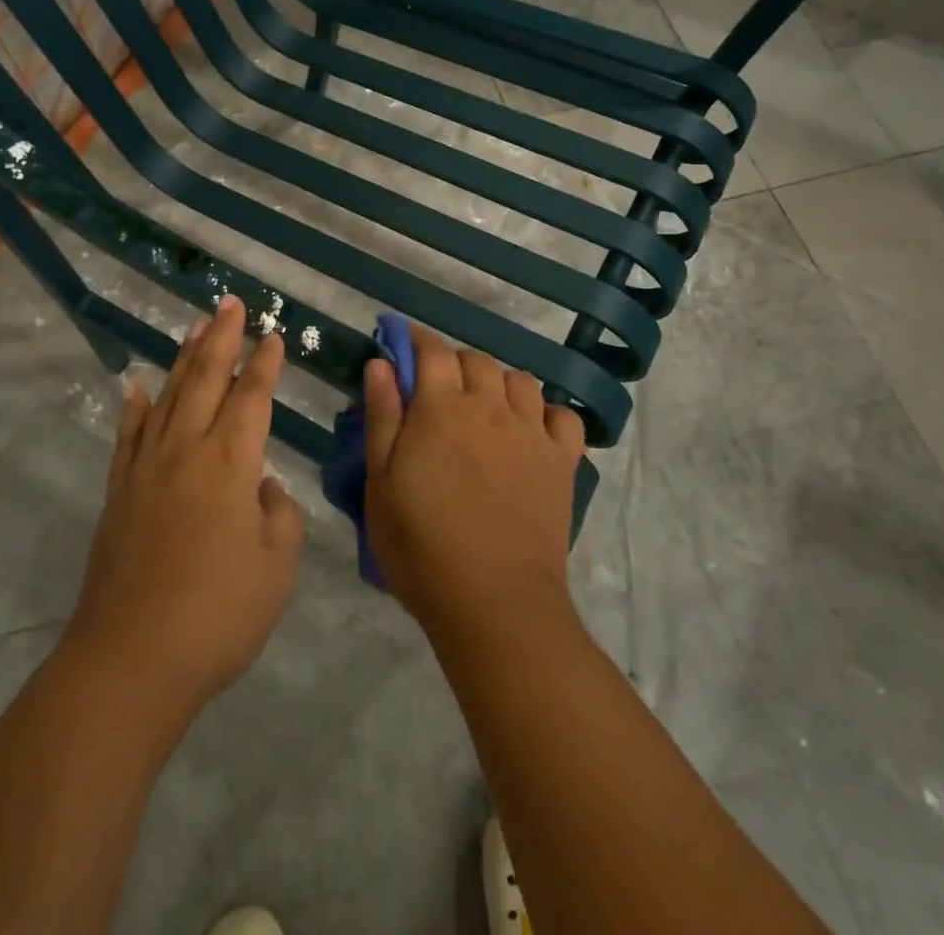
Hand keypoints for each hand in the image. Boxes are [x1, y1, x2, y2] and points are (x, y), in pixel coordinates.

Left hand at [64, 296, 303, 716]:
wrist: (131, 660)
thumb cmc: (216, 615)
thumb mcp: (276, 569)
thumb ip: (278, 516)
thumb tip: (262, 487)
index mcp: (230, 463)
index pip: (253, 398)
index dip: (264, 364)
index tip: (273, 335)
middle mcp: (186, 450)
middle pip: (207, 379)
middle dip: (222, 338)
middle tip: (231, 303)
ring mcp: (146, 468)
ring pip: (169, 395)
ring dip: (185, 358)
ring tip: (196, 325)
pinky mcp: (119, 491)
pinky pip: (128, 435)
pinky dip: (135, 406)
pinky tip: (138, 386)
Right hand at [362, 326, 585, 645]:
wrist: (494, 603)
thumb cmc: (421, 546)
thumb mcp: (381, 483)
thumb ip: (382, 416)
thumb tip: (381, 364)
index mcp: (442, 409)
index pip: (432, 351)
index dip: (417, 340)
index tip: (405, 343)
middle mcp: (490, 407)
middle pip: (477, 360)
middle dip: (454, 363)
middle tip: (438, 390)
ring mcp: (532, 433)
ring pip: (520, 380)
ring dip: (498, 382)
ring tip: (485, 407)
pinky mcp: (562, 461)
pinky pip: (562, 416)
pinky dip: (545, 413)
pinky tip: (530, 431)